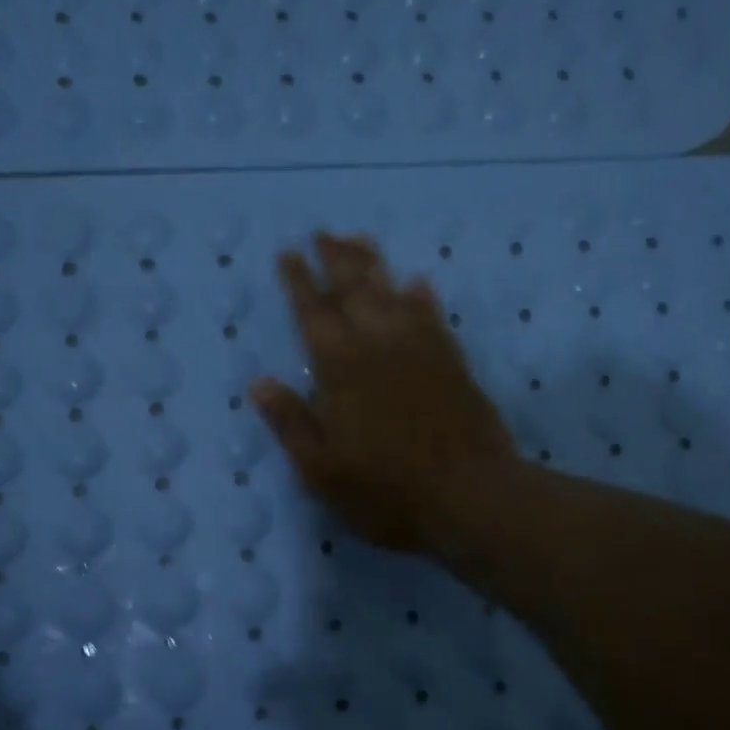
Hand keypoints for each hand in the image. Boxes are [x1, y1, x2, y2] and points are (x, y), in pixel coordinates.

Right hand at [251, 232, 514, 552]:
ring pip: (394, 292)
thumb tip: (259, 383)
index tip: (288, 253)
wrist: (470, 496)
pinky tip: (418, 283)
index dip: (299, 281)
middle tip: (324, 233)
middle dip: (336, 259)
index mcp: (341, 368)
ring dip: (375, 265)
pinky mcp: (454, 362)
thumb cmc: (387, 491)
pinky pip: (434, 316)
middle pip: (355, 289)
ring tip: (361, 241)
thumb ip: (291, 423)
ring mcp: (422, 350)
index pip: (314, 313)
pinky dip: (422, 296)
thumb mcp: (322, 471)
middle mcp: (380, 345)